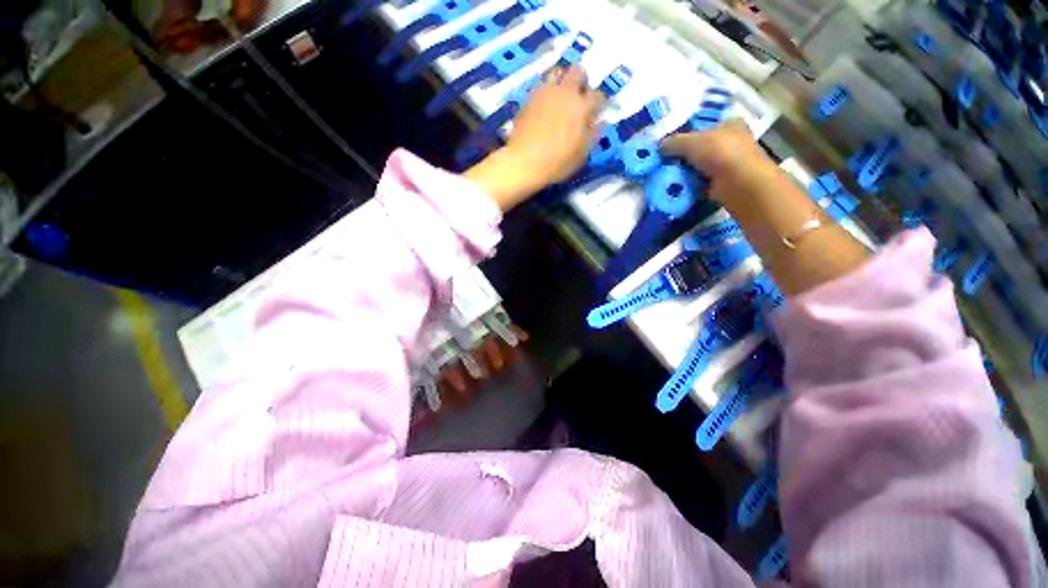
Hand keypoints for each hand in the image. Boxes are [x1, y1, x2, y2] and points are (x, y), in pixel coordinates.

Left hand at [505, 66, 606, 184]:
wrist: (522, 162)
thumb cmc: (556, 162)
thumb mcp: (581, 155)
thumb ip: (593, 135)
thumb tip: (599, 122)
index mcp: (581, 107)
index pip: (598, 96)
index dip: (600, 104)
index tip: (597, 112)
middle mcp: (564, 92)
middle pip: (578, 72)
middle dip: (582, 81)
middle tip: (580, 97)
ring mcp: (545, 92)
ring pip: (557, 73)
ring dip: (562, 82)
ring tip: (560, 98)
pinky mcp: (529, 98)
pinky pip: (541, 86)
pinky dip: (547, 92)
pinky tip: (545, 106)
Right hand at [660, 119, 776, 204]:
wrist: (737, 183)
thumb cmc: (719, 152)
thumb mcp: (690, 142)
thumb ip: (673, 142)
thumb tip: (659, 146)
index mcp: (730, 124)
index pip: (706, 127)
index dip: (689, 135)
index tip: (673, 146)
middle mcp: (733, 142)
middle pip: (702, 148)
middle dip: (685, 157)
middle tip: (667, 163)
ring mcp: (730, 164)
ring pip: (701, 166)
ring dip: (687, 173)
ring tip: (670, 177)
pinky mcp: (725, 183)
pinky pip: (702, 182)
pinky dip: (691, 186)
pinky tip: (679, 188)